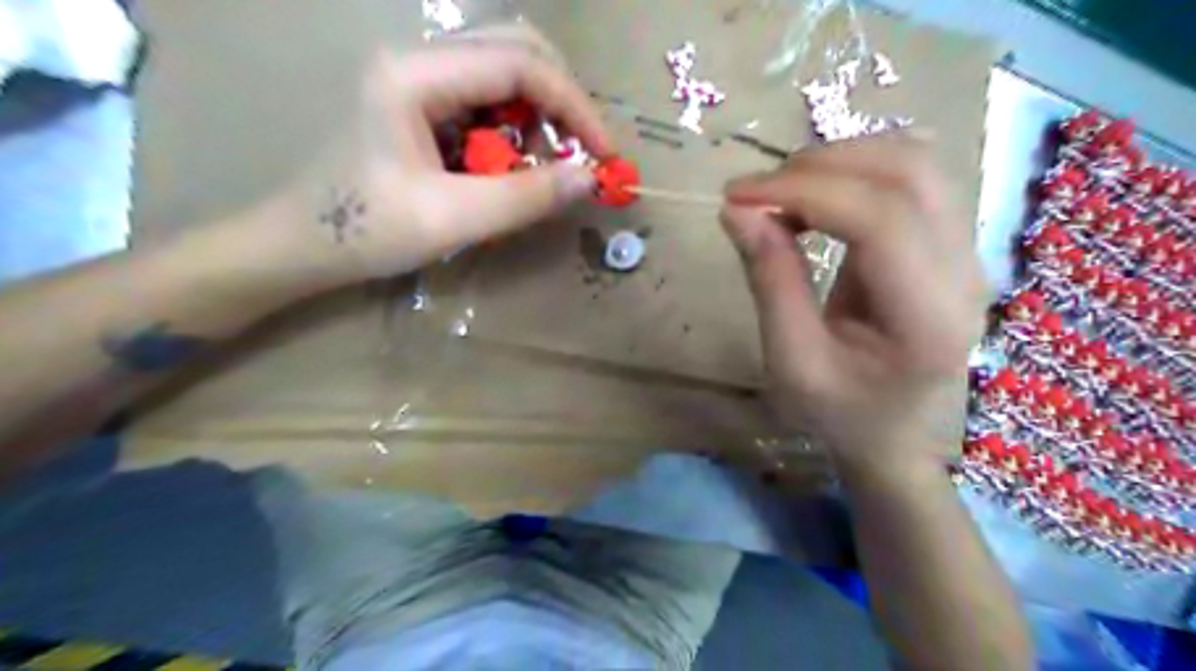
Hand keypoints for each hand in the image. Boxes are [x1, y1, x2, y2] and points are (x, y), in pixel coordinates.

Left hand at [282, 23, 609, 281]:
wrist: (303, 245)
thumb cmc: (367, 232)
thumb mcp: (453, 220)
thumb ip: (526, 198)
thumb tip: (591, 179)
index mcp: (415, 75)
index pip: (519, 63)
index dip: (573, 106)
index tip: (602, 154)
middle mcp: (418, 60)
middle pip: (515, 49)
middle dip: (559, 102)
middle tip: (577, 154)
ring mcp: (419, 78)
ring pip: (504, 73)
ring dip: (537, 119)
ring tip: (533, 172)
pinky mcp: (423, 103)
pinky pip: (486, 101)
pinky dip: (514, 132)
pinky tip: (506, 168)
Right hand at [725, 133, 985, 471]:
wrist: (891, 432)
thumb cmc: (838, 412)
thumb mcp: (790, 361)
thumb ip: (770, 282)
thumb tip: (736, 209)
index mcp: (927, 318)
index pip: (880, 219)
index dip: (804, 191)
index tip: (737, 196)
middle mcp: (964, 273)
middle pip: (907, 173)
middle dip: (820, 166)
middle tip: (756, 192)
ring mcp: (966, 252)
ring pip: (914, 163)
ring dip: (838, 161)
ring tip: (782, 192)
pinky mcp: (951, 242)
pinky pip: (912, 178)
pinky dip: (855, 171)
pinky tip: (817, 197)